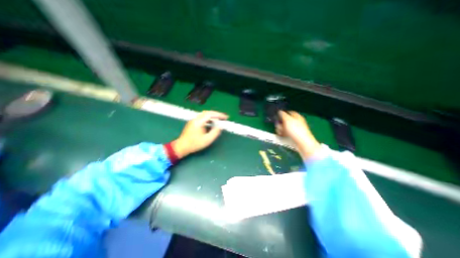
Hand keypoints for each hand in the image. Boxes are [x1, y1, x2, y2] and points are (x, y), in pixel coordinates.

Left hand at [171, 110, 227, 157]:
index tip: (226, 117)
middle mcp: (195, 119)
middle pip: (207, 112)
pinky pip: (202, 118)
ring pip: (205, 114)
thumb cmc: (194, 144)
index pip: (210, 114)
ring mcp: (193, 120)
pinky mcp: (193, 123)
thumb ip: (215, 132)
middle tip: (224, 117)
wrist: (182, 146)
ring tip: (219, 120)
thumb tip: (220, 126)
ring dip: (213, 116)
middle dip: (217, 114)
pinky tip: (212, 123)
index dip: (219, 114)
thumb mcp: (207, 140)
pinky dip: (209, 119)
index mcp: (198, 122)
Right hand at [276, 109, 319, 159]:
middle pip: (285, 120)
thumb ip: (283, 114)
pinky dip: (283, 134)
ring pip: (284, 127)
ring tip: (281, 132)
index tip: (277, 116)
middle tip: (279, 126)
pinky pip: (286, 133)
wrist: (302, 143)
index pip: (288, 112)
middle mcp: (296, 122)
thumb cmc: (296, 130)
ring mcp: (295, 129)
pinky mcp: (293, 136)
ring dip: (281, 129)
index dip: (282, 114)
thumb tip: (279, 111)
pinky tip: (282, 135)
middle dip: (280, 123)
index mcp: (296, 116)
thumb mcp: (287, 120)